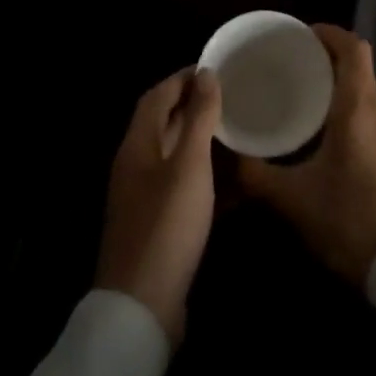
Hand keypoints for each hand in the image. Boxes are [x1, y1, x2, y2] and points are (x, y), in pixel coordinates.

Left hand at [94, 66, 222, 341]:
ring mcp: (144, 197)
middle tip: (233, 97)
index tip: (218, 68)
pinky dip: (205, 174)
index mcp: (137, 145)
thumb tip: (205, 73)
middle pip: (163, 123)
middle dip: (194, 105)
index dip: (184, 78)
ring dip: (202, 139)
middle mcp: (136, 165)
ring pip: (175, 154)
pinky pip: (182, 185)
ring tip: (239, 131)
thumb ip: (198, 117)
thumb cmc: (167, 225)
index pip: (157, 95)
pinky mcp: (157, 223)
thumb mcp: (189, 165)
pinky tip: (234, 180)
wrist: (142, 307)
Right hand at [239, 25, 375, 284]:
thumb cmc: (349, 220)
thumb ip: (257, 174)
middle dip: (332, 64)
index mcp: (359, 108)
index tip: (305, 36)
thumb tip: (229, 156)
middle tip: (299, 74)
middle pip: (361, 70)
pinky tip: (342, 141)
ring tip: (316, 107)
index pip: (353, 48)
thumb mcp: (293, 200)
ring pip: (373, 95)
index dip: (330, 34)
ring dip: (347, 91)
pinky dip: (361, 114)